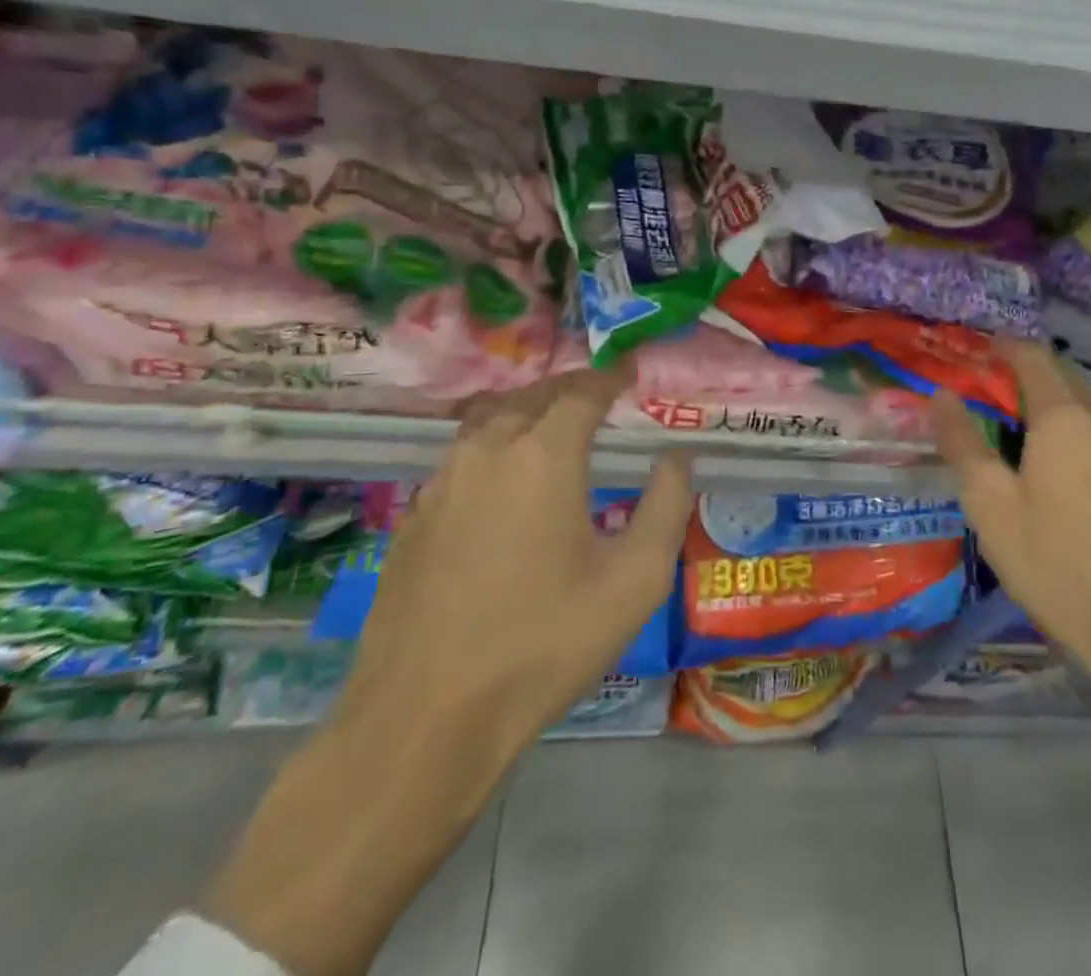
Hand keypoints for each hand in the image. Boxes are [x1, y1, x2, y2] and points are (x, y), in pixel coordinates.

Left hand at [334, 364, 693, 752]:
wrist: (425, 717)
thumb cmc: (544, 643)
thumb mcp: (635, 580)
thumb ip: (666, 505)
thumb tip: (676, 456)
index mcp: (544, 455)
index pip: (582, 391)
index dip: (610, 377)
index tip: (631, 373)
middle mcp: (488, 451)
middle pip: (532, 396)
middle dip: (570, 389)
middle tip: (598, 398)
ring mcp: (441, 483)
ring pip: (489, 422)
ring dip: (526, 413)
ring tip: (553, 430)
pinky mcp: (413, 517)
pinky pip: (461, 459)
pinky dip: (492, 449)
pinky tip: (503, 484)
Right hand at [932, 342, 1090, 823]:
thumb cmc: (1055, 564)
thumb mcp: (990, 505)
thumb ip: (962, 444)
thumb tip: (940, 396)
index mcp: (1064, 419)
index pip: (1034, 359)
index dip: (1005, 347)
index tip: (981, 350)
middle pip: (1068, 377)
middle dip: (1032, 372)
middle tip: (998, 389)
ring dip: (1060, 401)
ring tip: (1028, 425)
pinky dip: (1082, 429)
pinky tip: (1068, 465)